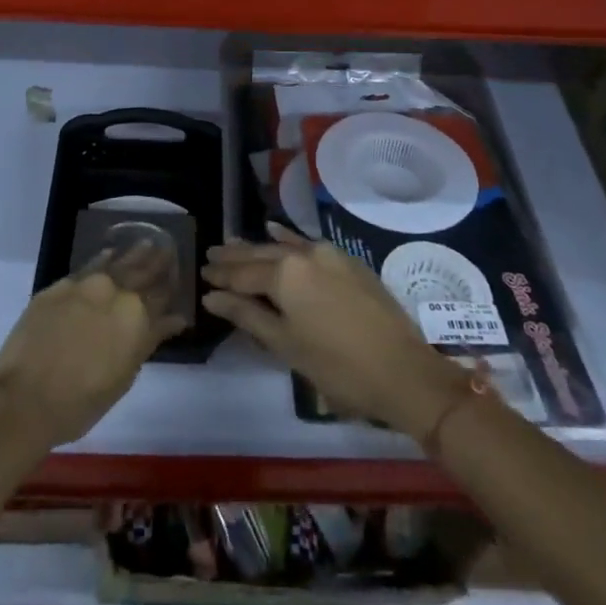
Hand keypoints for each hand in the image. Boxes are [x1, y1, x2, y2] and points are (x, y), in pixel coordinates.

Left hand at [0, 244, 187, 449]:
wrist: (24, 398)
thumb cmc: (81, 402)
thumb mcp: (125, 376)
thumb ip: (150, 340)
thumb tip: (174, 319)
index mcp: (136, 316)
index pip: (161, 294)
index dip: (170, 284)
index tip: (177, 272)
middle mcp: (114, 291)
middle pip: (141, 270)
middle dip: (156, 261)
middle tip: (167, 248)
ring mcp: (84, 284)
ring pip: (115, 262)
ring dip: (132, 254)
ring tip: (145, 243)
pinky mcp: (58, 286)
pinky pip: (88, 266)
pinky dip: (102, 259)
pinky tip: (109, 254)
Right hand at [202, 226, 469, 443]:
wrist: (403, 371)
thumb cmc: (338, 367)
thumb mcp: (286, 345)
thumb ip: (247, 315)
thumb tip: (211, 296)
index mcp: (285, 274)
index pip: (243, 273)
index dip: (221, 276)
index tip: (201, 272)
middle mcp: (305, 254)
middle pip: (261, 254)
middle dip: (235, 256)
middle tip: (211, 254)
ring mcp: (329, 254)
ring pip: (284, 246)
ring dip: (259, 247)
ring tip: (235, 244)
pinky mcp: (348, 261)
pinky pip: (308, 245)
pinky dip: (288, 240)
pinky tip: (277, 233)